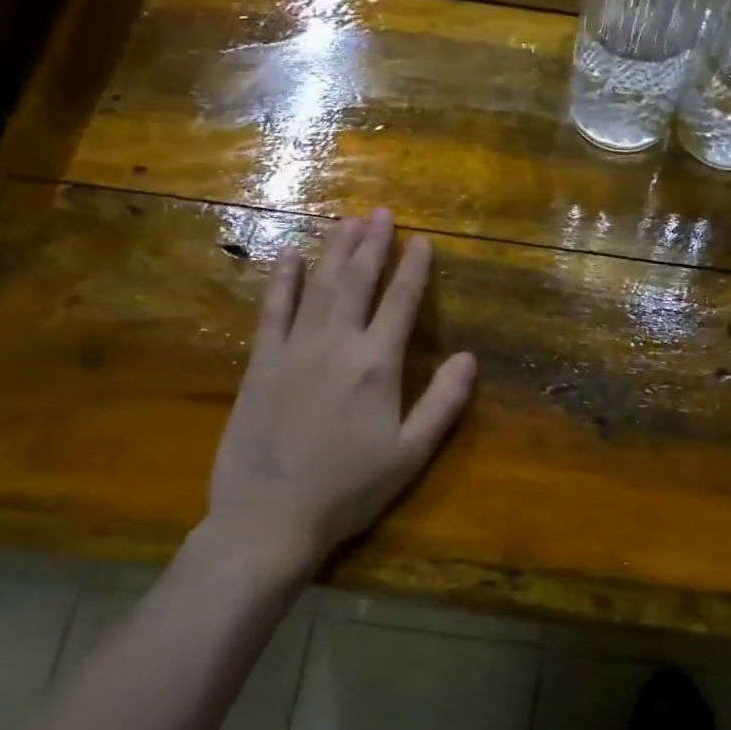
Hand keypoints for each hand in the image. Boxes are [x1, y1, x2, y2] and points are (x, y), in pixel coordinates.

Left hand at [199, 209, 475, 579]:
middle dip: (372, 244)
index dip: (414, 268)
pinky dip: (282, 280)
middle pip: (357, 281)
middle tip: (380, 212)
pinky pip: (272, 310)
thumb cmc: (349, 490)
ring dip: (334, 250)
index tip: (422, 240)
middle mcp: (337, 344)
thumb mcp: (411, 454)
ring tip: (346, 220)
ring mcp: (293, 349)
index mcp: (377, 365)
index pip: (401, 302)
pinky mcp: (260, 363)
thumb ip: (443, 403)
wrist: (269, 517)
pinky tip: (290, 256)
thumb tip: (470, 358)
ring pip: (318, 286)